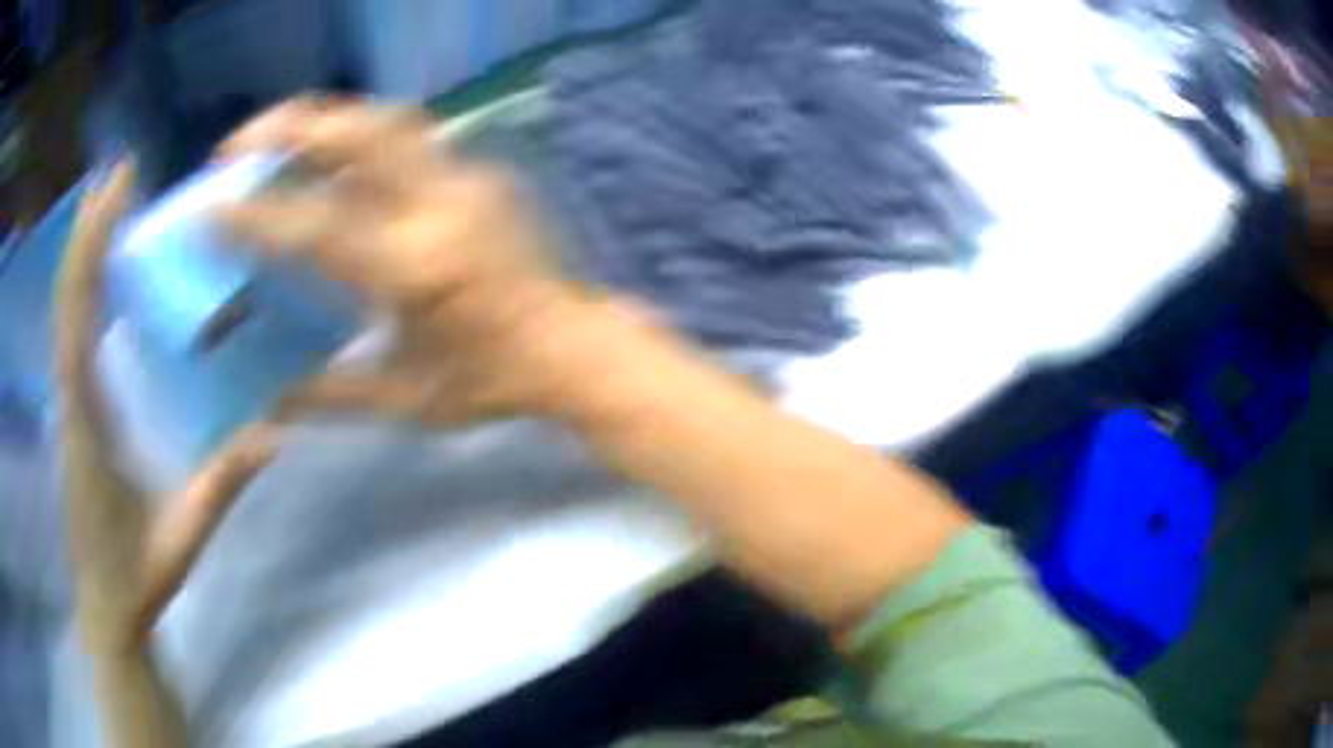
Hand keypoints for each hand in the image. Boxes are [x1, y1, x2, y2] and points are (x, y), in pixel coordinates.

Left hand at [57, 162, 278, 654]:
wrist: (105, 609)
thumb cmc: (135, 579)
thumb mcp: (181, 540)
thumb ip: (219, 487)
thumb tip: (274, 432)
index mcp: (86, 425)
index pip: (77, 322)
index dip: (91, 251)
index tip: (116, 190)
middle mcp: (68, 401)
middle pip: (65, 301)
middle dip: (87, 231)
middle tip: (118, 173)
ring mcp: (66, 404)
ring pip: (62, 314)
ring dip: (81, 253)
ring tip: (107, 202)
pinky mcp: (71, 411)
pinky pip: (69, 335)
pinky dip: (80, 289)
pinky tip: (99, 269)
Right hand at [218, 97, 600, 423]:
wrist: (570, 348)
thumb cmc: (488, 383)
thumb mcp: (403, 401)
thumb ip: (327, 395)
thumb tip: (263, 399)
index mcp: (415, 271)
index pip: (315, 226)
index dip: (254, 215)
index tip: (209, 207)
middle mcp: (439, 207)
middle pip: (356, 133)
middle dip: (286, 127)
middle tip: (236, 147)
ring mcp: (466, 179)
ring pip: (384, 119)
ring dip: (323, 120)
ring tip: (277, 138)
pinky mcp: (481, 171)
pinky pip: (407, 135)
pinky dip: (358, 135)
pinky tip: (331, 154)